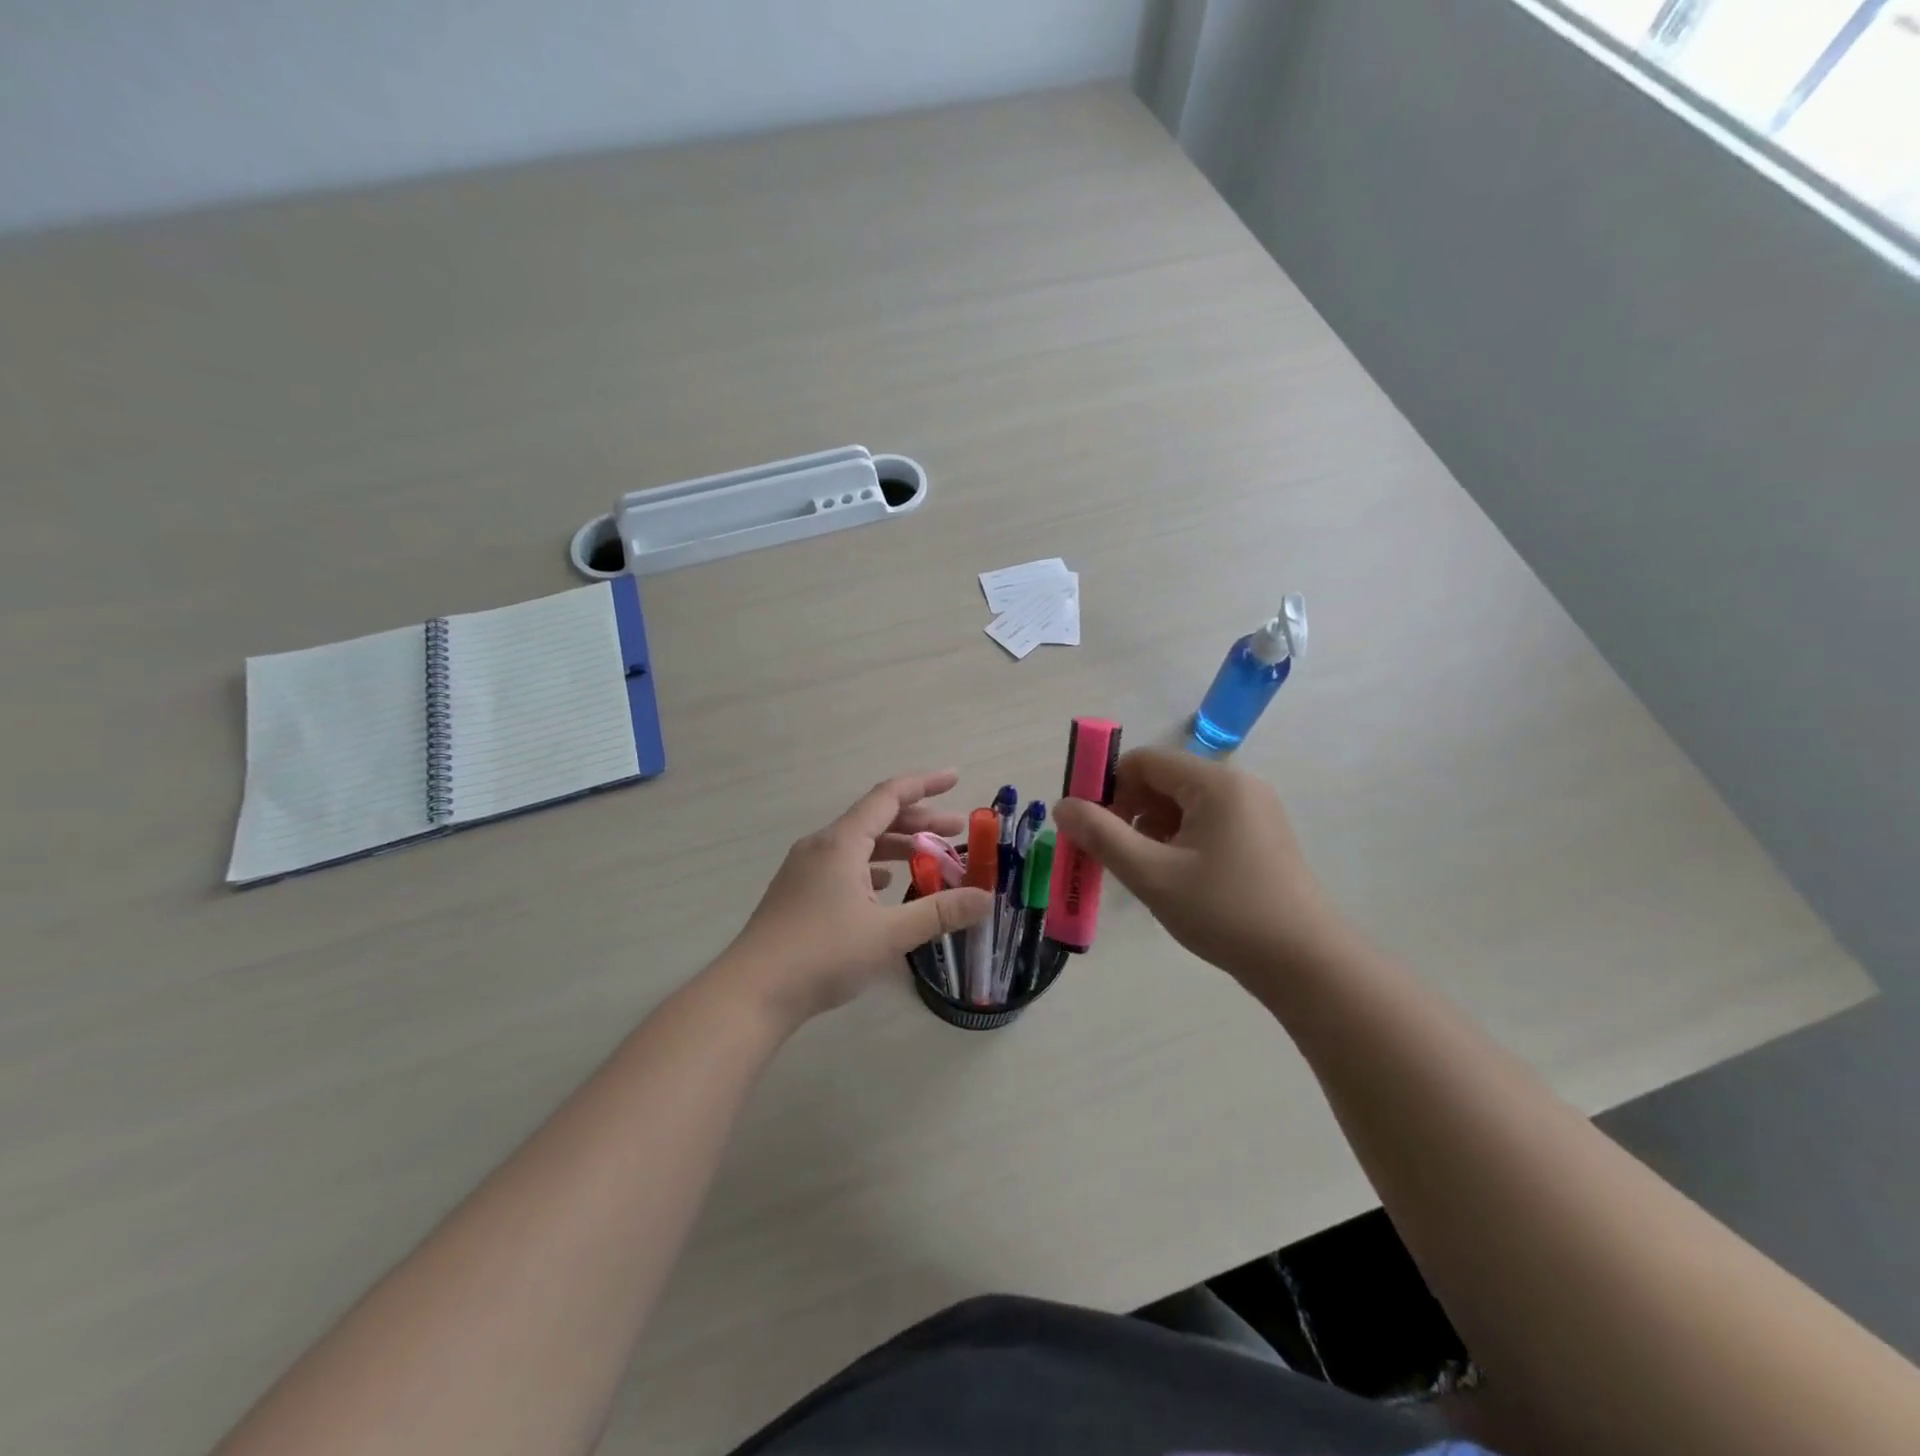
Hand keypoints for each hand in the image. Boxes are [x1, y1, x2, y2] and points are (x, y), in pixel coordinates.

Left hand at [717, 770, 992, 1028]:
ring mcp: (805, 870)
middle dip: (919, 821)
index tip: (955, 778)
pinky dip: (872, 867)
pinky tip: (884, 887)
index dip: (924, 784)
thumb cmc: (822, 955)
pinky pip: (843, 865)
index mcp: (841, 843)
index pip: (889, 796)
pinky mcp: (797, 893)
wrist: (752, 993)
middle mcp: (821, 846)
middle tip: (956, 831)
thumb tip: (986, 898)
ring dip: (896, 846)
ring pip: (859, 844)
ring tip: (929, 859)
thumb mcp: (888, 934)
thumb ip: (939, 912)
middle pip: (876, 818)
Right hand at [1050, 747, 1348, 987]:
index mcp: (1215, 783)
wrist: (1306, 965)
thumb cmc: (1225, 913)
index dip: (1107, 786)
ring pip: (1182, 805)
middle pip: (1163, 780)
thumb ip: (1102, 836)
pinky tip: (1173, 878)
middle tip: (1109, 854)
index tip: (1087, 826)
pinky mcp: (1260, 837)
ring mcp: (1253, 812)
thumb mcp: (1153, 875)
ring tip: (1142, 872)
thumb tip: (1062, 806)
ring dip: (1150, 829)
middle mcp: (1237, 786)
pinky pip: (1204, 823)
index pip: (1144, 761)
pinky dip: (1177, 841)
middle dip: (1127, 811)